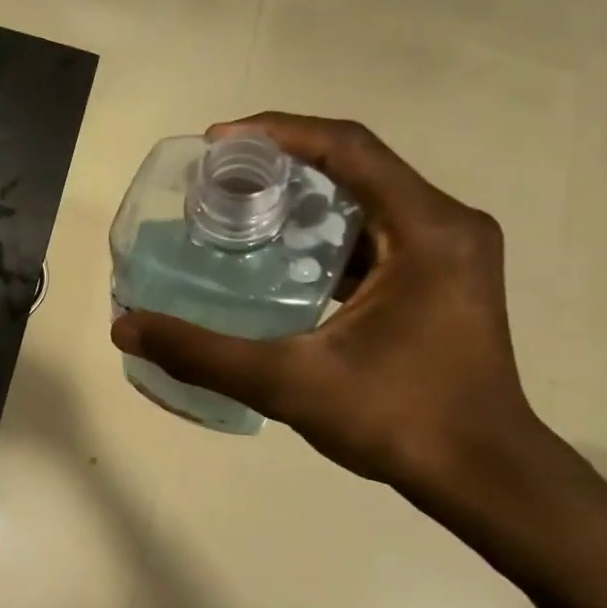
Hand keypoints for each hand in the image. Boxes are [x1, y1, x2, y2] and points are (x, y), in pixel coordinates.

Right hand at [111, 114, 541, 496]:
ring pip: (366, 199)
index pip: (348, 148)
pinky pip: (375, 234)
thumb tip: (125, 326)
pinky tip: (278, 258)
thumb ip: (203, 354)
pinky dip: (323, 234)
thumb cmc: (398, 421)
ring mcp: (449, 252)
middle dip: (282, 164)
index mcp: (427, 230)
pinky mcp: (441, 279)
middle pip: (355, 166)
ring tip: (238, 212)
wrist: (481, 475)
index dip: (278, 132)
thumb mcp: (289, 384)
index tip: (217, 142)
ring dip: (303, 199)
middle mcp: (446, 225)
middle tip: (217, 180)